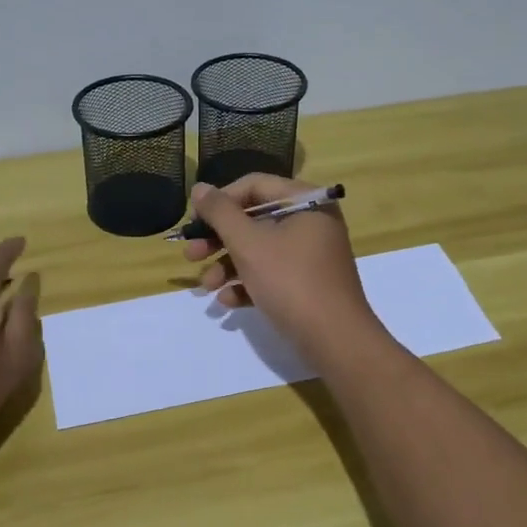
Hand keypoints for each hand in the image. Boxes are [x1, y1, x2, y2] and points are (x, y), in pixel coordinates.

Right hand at [183, 176, 382, 359]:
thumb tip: (199, 188)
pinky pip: (271, 274)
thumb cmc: (290, 281)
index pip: (254, 186)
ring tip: (207, 286)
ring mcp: (311, 255)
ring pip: (259, 250)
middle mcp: (311, 222)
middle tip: (191, 254)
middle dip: (218, 239)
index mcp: (305, 201)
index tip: (194, 221)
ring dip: (228, 265)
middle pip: (254, 220)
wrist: (335, 340)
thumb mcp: (248, 244)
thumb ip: (220, 213)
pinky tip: (227, 301)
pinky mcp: (308, 284)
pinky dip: (248, 284)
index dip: (220, 201)